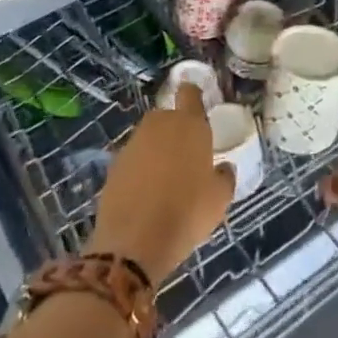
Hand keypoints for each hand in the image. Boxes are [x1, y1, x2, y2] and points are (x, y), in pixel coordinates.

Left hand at [90, 82, 233, 283]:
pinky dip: (139, 169)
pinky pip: (133, 159)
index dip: (193, 95)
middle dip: (174, 128)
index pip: (190, 94)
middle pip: (167, 116)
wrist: (134, 243)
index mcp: (190, 125)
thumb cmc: (187, 214)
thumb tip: (223, 168)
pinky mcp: (113, 165)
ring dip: (156, 149)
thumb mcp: (219, 199)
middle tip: (185, 153)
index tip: (196, 101)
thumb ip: (224, 177)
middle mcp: (159, 125)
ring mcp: (133, 144)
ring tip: (166, 178)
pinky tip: (146, 192)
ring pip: (148, 137)